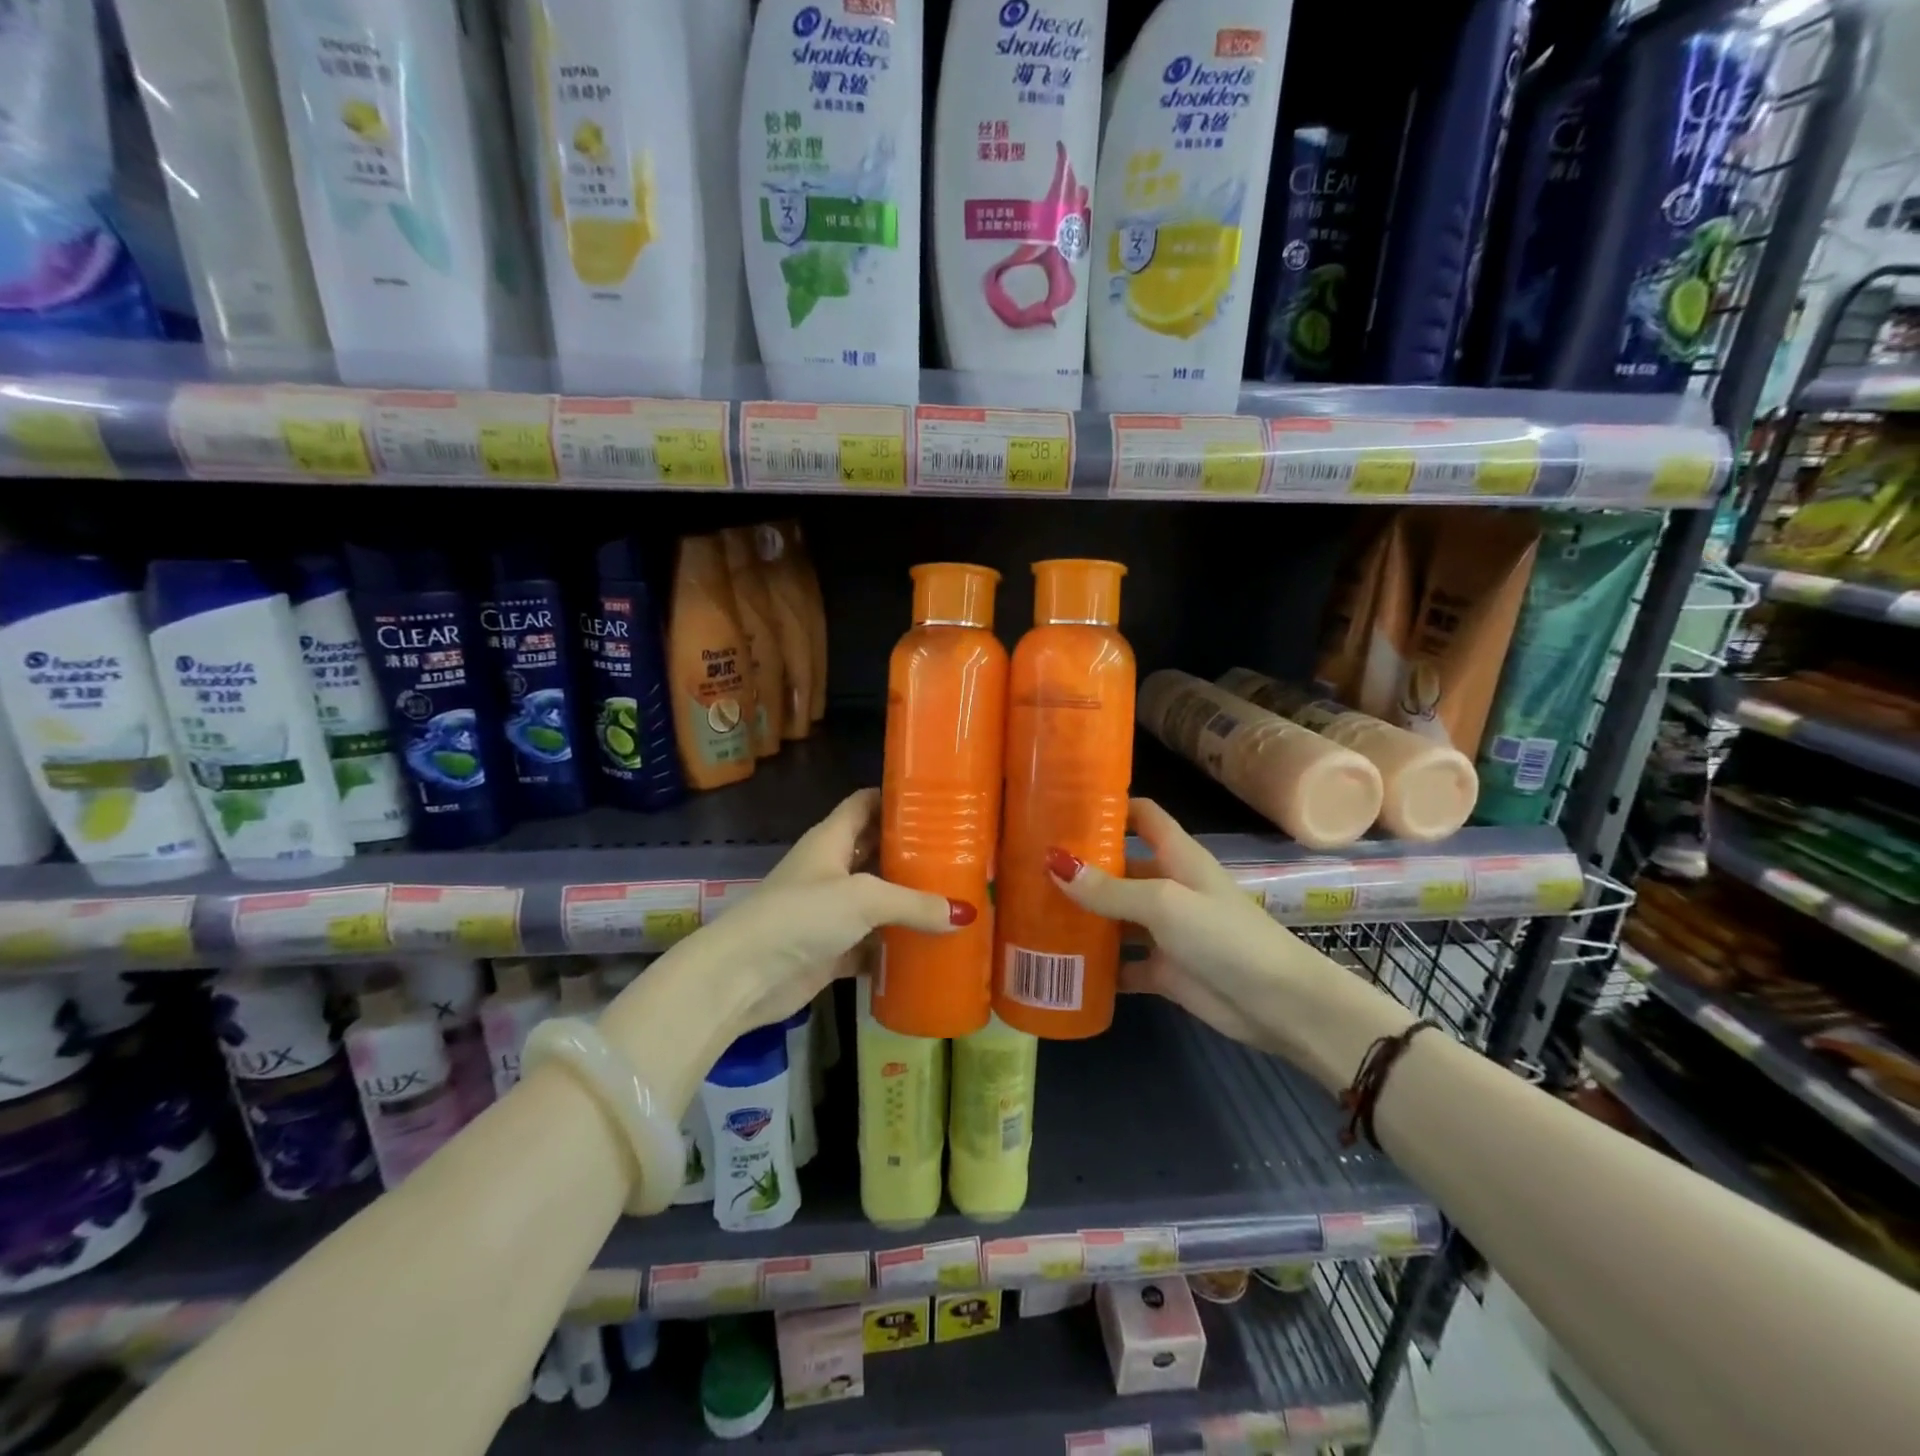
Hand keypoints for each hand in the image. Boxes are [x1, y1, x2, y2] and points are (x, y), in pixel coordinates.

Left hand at [696, 789, 973, 1034]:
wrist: (743, 976)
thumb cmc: (801, 916)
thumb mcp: (863, 898)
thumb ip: (914, 903)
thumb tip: (966, 913)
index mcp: (831, 840)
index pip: (865, 804)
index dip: (895, 797)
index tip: (936, 799)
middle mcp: (830, 870)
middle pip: (876, 852)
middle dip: (912, 853)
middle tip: (961, 853)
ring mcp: (829, 913)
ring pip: (877, 901)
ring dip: (908, 903)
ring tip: (955, 899)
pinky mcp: (831, 950)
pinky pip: (871, 945)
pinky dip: (895, 948)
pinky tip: (930, 949)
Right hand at [1047, 799, 1409, 1086]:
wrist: (1278, 1004)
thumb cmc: (1224, 936)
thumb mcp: (1164, 903)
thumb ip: (1110, 888)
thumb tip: (1053, 862)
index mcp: (1177, 857)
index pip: (1143, 816)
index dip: (1110, 806)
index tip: (1064, 806)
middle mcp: (1168, 886)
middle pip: (1120, 866)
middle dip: (1081, 867)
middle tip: (1028, 867)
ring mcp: (1165, 930)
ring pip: (1115, 916)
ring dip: (1083, 917)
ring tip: (1032, 913)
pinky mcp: (1163, 969)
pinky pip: (1122, 962)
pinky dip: (1098, 965)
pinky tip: (1062, 965)